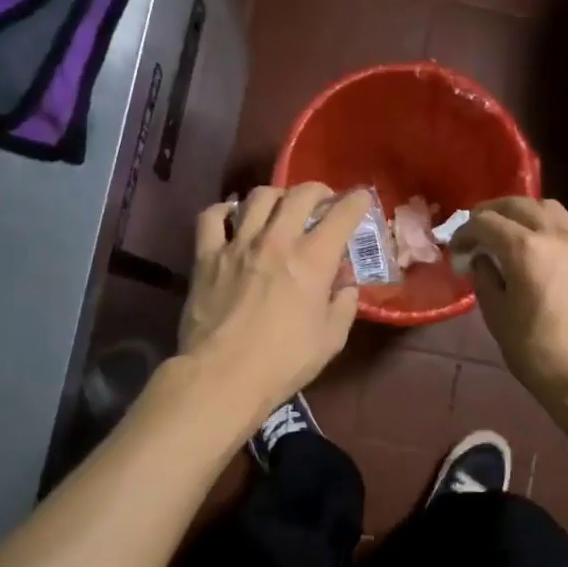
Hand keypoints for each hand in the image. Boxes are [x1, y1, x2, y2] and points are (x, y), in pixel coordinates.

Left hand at [178, 183, 368, 425]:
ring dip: (275, 195)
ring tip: (279, 206)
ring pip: (258, 197)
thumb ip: (343, 306)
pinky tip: (232, 216)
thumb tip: (345, 287)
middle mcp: (277, 240)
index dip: (356, 201)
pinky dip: (224, 210)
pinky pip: (212, 216)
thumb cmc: (283, 362)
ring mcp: (238, 244)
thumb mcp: (331, 340)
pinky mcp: (206, 256)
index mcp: (313, 259)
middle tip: (321, 201)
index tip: (361, 199)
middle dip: (317, 190)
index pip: (342, 215)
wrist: (223, 376)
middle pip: (299, 194)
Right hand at [453, 197, 567, 420]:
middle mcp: (555, 236)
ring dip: (521, 213)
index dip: (464, 232)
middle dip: (491, 212)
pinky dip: (544, 225)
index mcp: (525, 250)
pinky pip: (566, 226)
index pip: (486, 222)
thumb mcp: (498, 319)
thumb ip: (485, 280)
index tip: (455, 251)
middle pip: (518, 205)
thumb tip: (482, 260)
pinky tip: (535, 250)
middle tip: (475, 231)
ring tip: (507, 233)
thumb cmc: (539, 354)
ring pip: (547, 209)